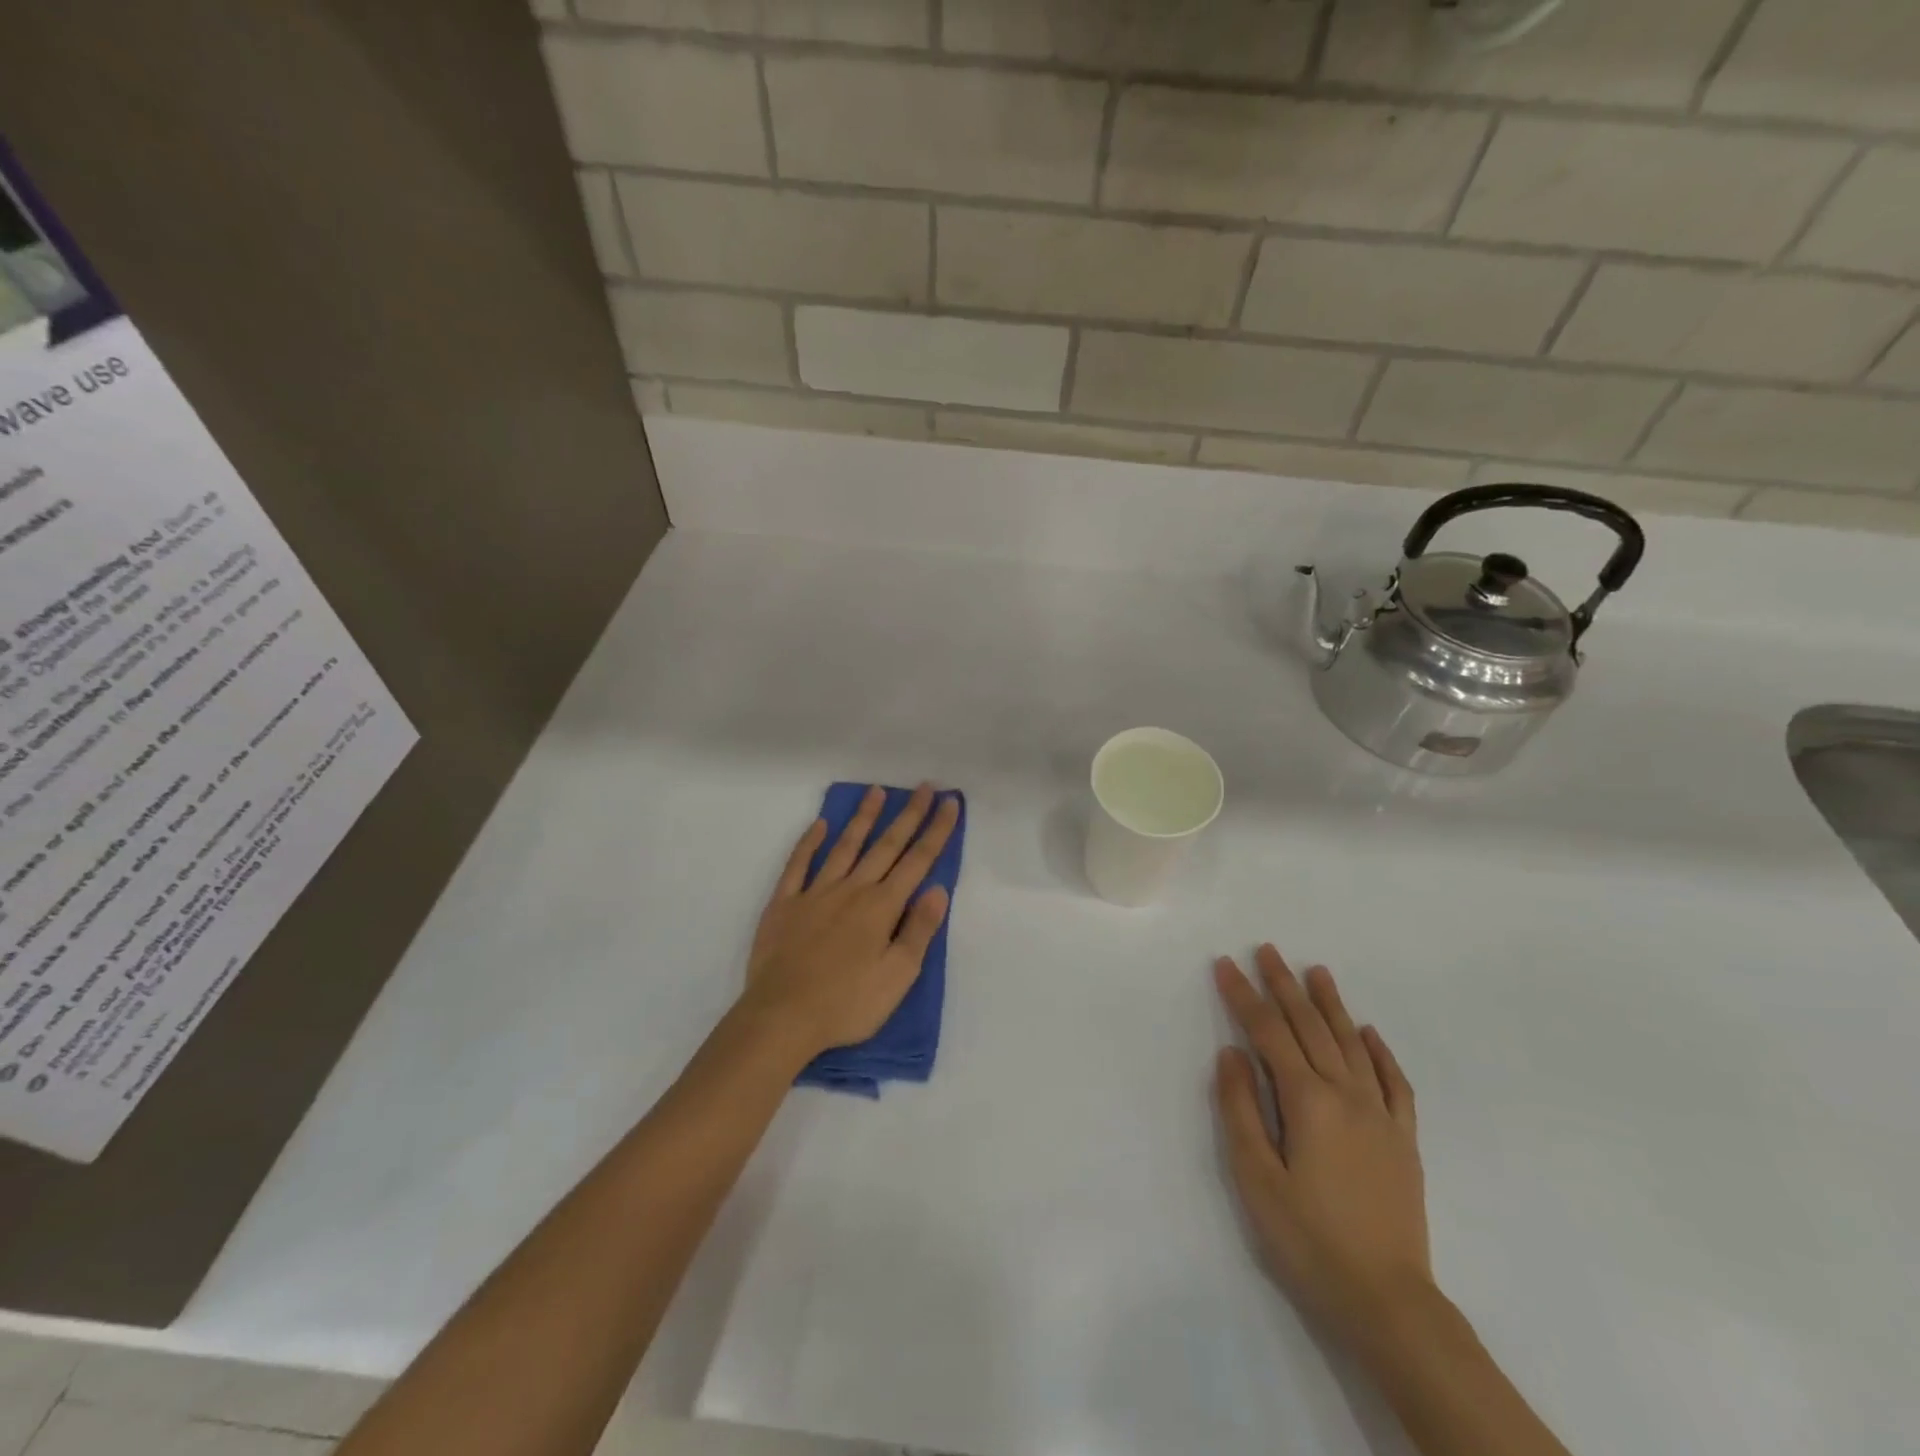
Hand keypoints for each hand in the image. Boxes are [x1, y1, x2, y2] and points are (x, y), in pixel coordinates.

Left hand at [743, 784, 958, 1062]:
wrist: (782, 1018)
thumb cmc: (847, 1004)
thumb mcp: (898, 976)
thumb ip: (919, 930)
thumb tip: (939, 889)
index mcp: (882, 907)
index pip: (917, 861)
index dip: (936, 831)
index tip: (950, 803)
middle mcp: (852, 890)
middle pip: (886, 845)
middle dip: (908, 815)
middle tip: (924, 786)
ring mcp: (815, 893)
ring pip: (845, 846)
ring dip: (863, 818)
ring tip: (876, 791)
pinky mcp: (784, 904)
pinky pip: (798, 865)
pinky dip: (809, 842)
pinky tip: (818, 824)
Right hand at [1213, 946, 1432, 1350]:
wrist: (1388, 1300)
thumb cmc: (1308, 1239)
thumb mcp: (1256, 1177)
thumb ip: (1240, 1109)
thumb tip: (1231, 1052)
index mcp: (1307, 1101)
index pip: (1267, 1033)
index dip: (1243, 995)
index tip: (1225, 964)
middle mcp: (1346, 1095)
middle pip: (1310, 1027)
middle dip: (1284, 985)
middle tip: (1267, 949)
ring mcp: (1381, 1115)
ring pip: (1351, 1043)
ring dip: (1331, 1004)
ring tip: (1316, 971)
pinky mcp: (1403, 1138)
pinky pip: (1393, 1081)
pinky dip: (1379, 1050)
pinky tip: (1369, 1031)